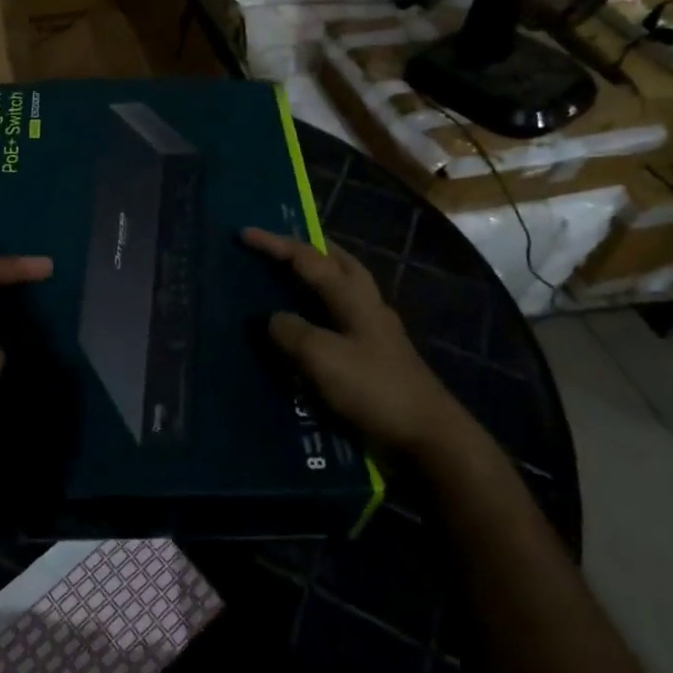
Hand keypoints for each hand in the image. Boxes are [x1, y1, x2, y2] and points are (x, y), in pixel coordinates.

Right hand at [243, 228, 459, 452]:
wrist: (428, 438)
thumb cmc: (374, 389)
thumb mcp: (322, 357)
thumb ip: (292, 332)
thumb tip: (273, 318)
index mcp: (353, 296)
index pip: (308, 258)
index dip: (274, 244)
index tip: (244, 234)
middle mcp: (368, 305)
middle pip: (338, 262)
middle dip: (310, 248)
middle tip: (280, 245)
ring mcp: (377, 332)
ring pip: (345, 289)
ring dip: (319, 277)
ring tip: (291, 280)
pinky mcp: (379, 357)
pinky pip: (344, 318)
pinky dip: (323, 310)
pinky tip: (311, 326)